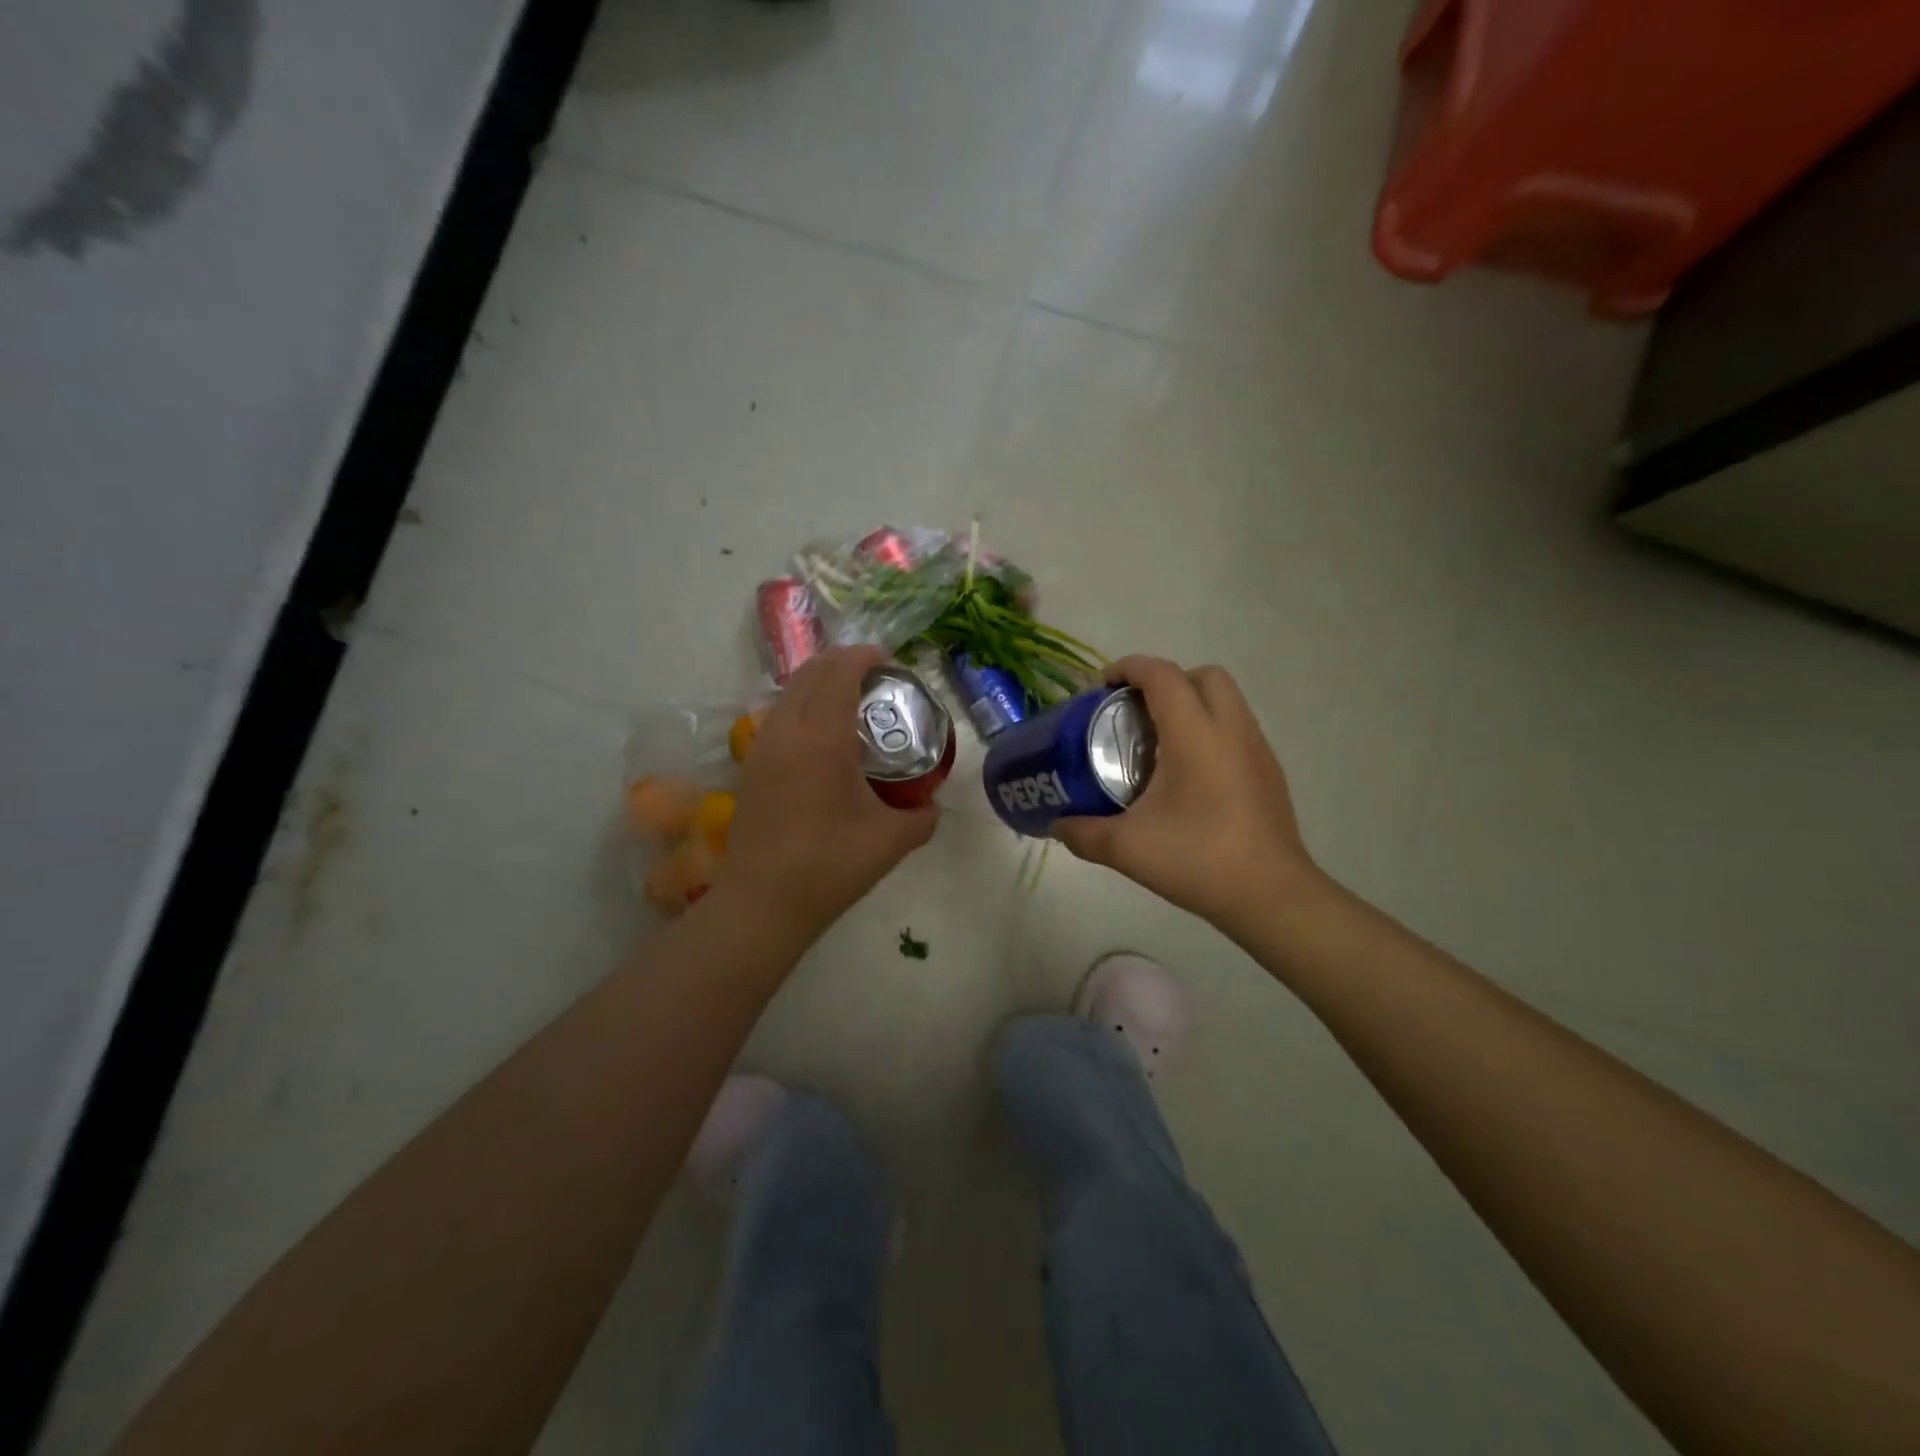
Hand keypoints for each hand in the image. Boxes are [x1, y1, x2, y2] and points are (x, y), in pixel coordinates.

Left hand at [719, 645, 937, 940]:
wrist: (762, 903)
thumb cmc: (830, 865)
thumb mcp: (892, 841)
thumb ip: (922, 817)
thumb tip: (931, 806)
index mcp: (823, 737)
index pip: (839, 671)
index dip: (864, 655)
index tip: (888, 661)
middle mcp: (787, 731)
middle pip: (810, 672)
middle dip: (842, 662)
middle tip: (874, 678)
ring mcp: (762, 747)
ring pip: (789, 692)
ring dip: (818, 684)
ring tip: (848, 703)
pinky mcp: (750, 767)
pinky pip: (778, 716)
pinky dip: (802, 707)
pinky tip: (820, 739)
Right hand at [1051, 657, 1321, 932]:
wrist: (1271, 896)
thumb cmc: (1198, 861)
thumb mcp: (1127, 848)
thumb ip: (1083, 833)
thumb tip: (1056, 824)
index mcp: (1196, 736)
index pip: (1163, 676)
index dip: (1130, 668)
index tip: (1102, 685)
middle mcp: (1232, 730)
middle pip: (1203, 675)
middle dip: (1165, 680)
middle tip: (1134, 711)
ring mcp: (1257, 749)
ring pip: (1226, 699)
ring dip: (1191, 702)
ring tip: (1158, 741)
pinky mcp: (1269, 771)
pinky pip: (1237, 727)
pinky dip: (1209, 729)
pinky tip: (1188, 773)